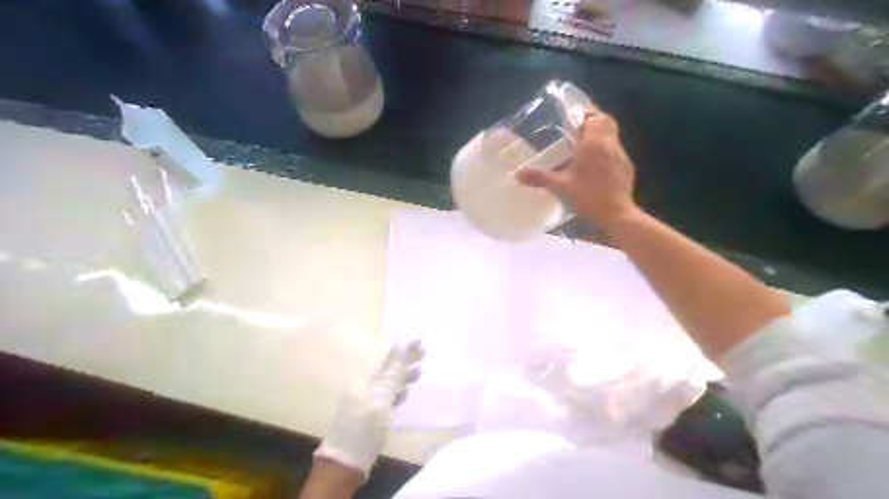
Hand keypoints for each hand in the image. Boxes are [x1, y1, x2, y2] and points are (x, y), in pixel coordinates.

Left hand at [311, 341, 421, 476]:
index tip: (420, 340)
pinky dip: (397, 392)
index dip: (403, 349)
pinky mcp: (370, 414)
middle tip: (425, 353)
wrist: (345, 462)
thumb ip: (393, 374)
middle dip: (406, 361)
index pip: (387, 358)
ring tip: (420, 370)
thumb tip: (401, 346)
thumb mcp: (381, 400)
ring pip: (389, 383)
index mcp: (365, 380)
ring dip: (403, 376)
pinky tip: (407, 392)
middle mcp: (364, 387)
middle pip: (388, 369)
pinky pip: (386, 396)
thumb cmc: (364, 428)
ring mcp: (366, 401)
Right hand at [514, 109, 638, 228]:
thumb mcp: (560, 187)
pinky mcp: (626, 167)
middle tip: (578, 127)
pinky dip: (606, 150)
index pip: (593, 116)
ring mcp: (620, 155)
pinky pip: (616, 150)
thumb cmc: (588, 195)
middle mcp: (609, 144)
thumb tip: (518, 174)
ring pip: (612, 135)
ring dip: (600, 134)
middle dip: (593, 119)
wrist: (616, 213)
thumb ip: (539, 178)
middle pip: (605, 121)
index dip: (584, 113)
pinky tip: (596, 164)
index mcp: (593, 143)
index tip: (572, 117)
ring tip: (584, 145)